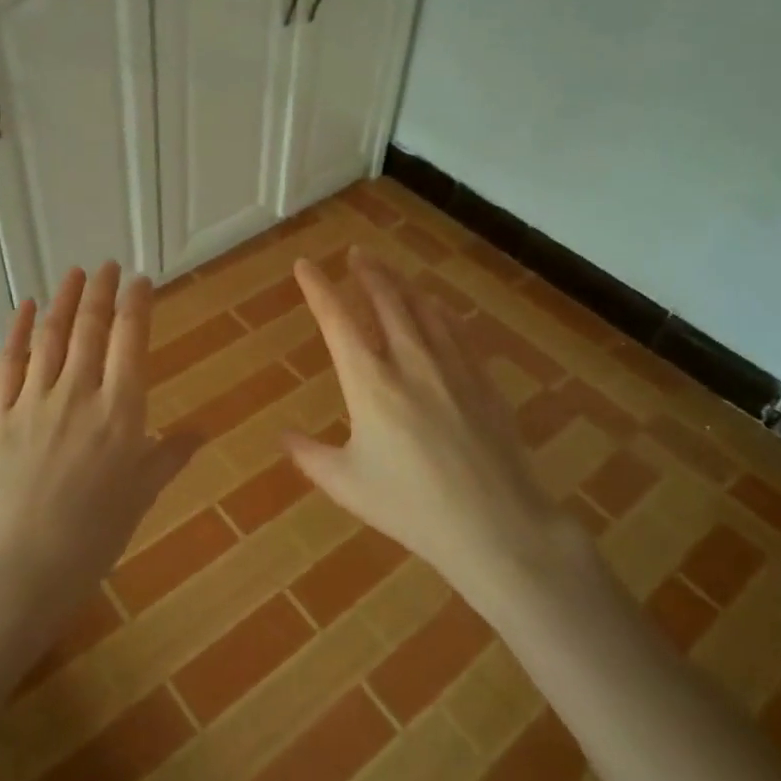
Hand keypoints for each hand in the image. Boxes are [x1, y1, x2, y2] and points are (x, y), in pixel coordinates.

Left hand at [0, 263, 200, 718]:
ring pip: (51, 335)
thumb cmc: (94, 536)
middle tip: (108, 266)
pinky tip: (25, 306)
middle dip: (101, 290)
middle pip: (91, 327)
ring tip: (74, 273)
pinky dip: (19, 330)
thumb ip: (170, 455)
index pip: (130, 340)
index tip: (140, 279)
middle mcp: (79, 394)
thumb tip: (203, 430)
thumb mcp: (142, 495)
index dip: (136, 303)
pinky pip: (9, 362)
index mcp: (121, 412)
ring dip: (64, 299)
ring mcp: (34, 400)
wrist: (21, 567)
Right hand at [285, 247, 579, 609]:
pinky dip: (438, 309)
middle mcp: (408, 361)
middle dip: (367, 272)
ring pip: (422, 308)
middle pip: (385, 300)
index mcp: (369, 383)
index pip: (336, 320)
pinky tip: (435, 305)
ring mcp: (450, 367)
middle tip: (355, 254)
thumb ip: (309, 455)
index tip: (305, 265)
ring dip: (401, 283)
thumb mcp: (347, 485)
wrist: (496, 526)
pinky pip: (456, 330)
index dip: (318, 288)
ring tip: (387, 270)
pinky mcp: (481, 380)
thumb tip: (283, 436)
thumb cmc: (411, 508)